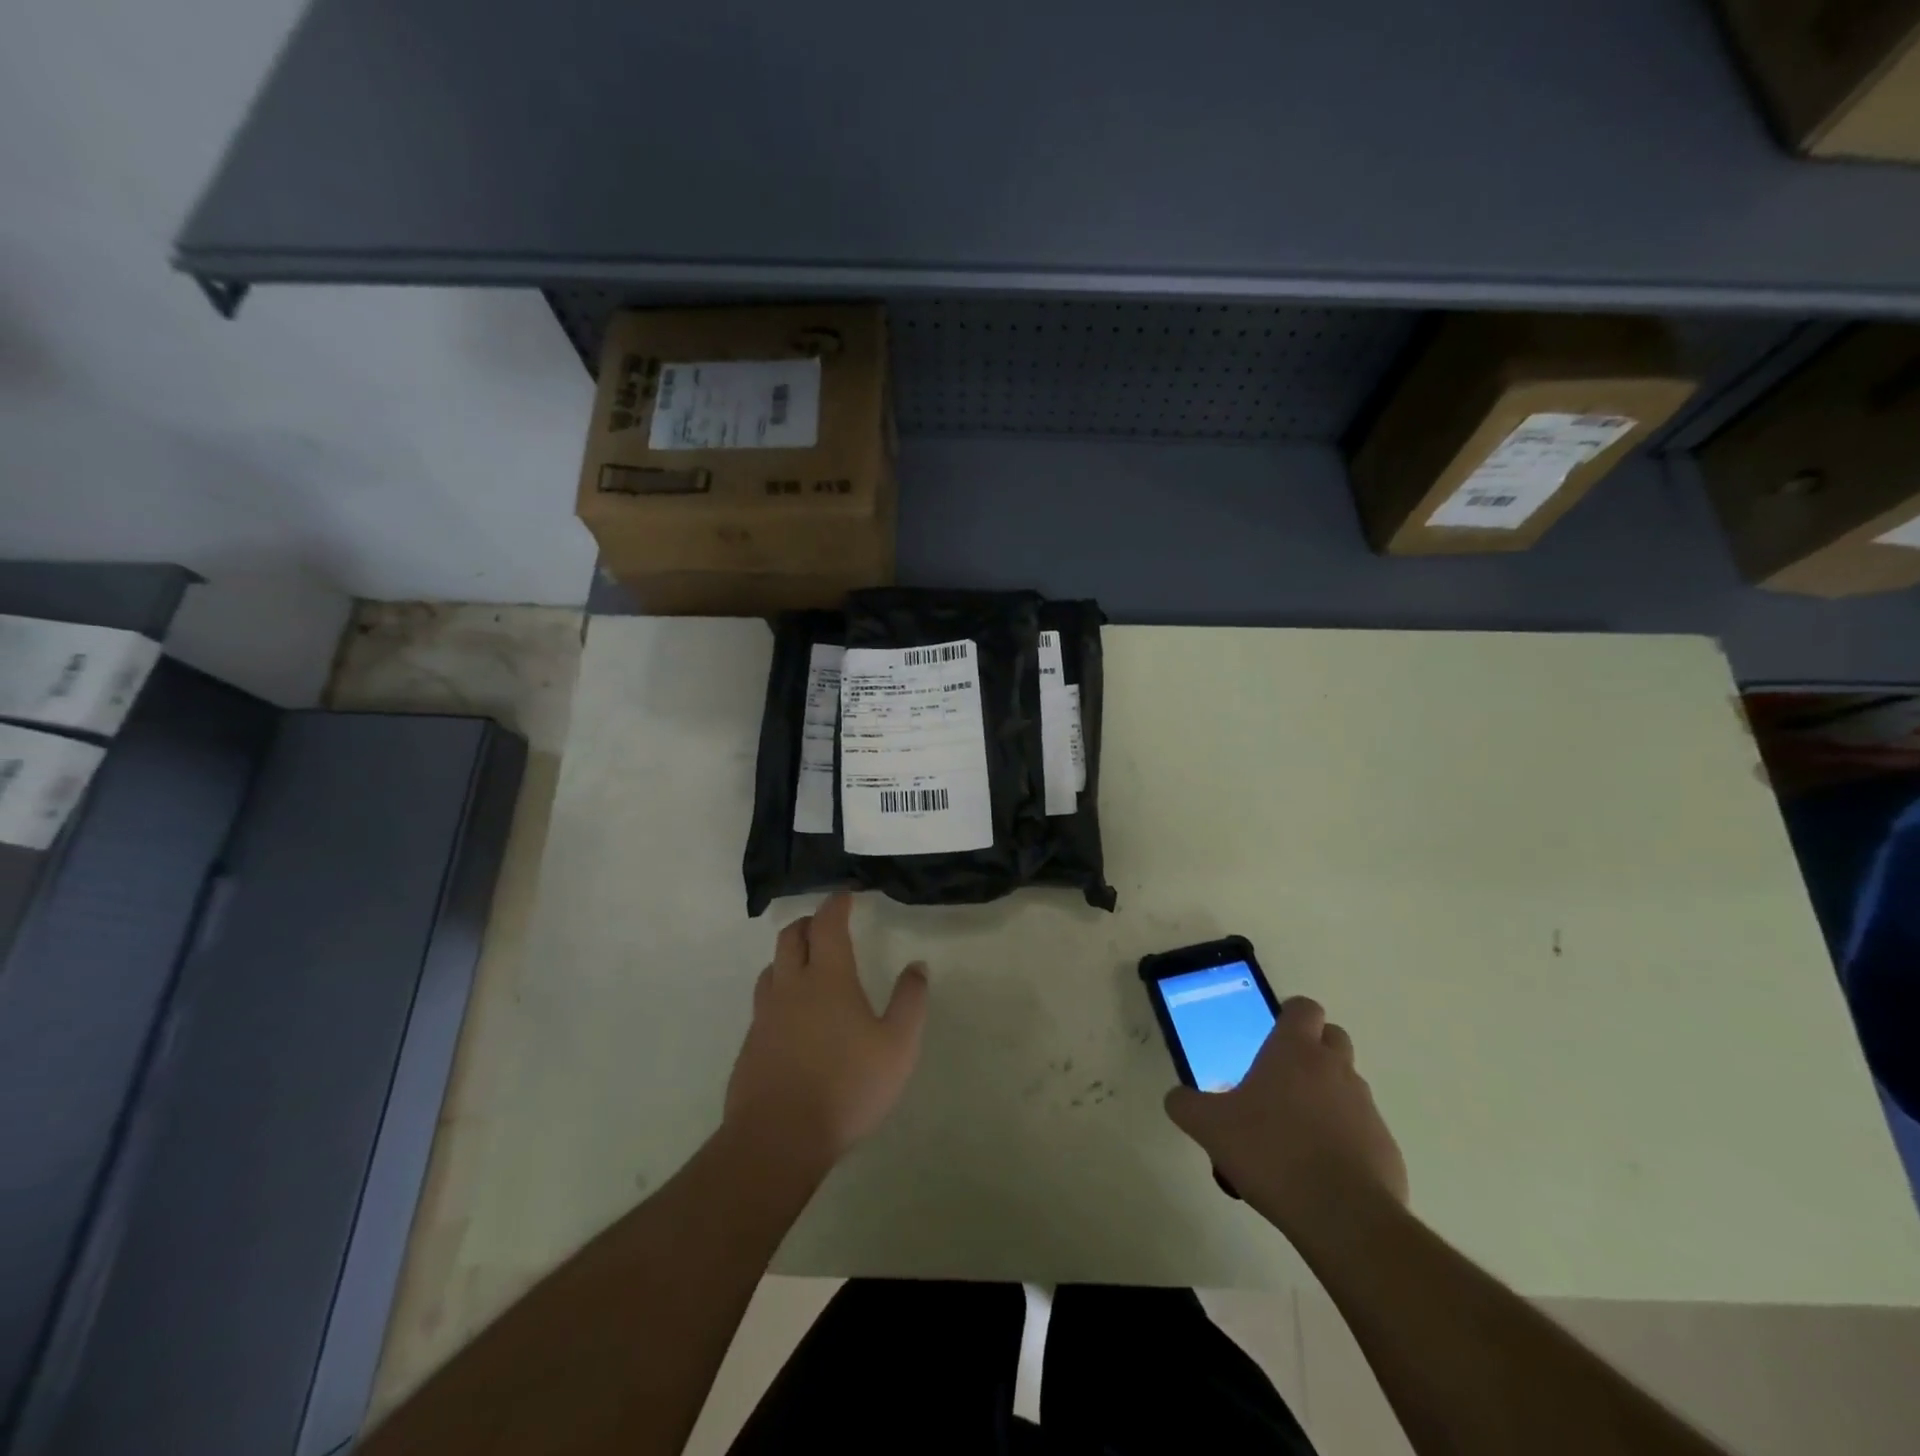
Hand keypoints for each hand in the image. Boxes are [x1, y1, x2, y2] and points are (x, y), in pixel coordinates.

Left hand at [725, 892, 928, 1172]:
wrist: (778, 1138)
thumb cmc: (846, 1087)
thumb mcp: (898, 1046)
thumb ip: (910, 1002)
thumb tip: (917, 966)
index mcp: (828, 978)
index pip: (828, 924)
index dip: (836, 904)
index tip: (845, 895)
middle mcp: (791, 986)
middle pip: (791, 936)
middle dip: (809, 922)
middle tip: (826, 924)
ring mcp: (765, 1015)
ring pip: (772, 967)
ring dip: (789, 954)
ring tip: (807, 963)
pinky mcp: (750, 1044)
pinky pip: (764, 1002)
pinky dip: (779, 990)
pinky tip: (792, 1015)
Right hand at [1164, 997, 1406, 1237]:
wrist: (1343, 1217)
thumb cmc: (1271, 1152)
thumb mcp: (1209, 1127)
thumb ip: (1186, 1105)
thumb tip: (1177, 1098)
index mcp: (1295, 1051)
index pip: (1304, 1008)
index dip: (1289, 1016)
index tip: (1272, 1035)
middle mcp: (1335, 1069)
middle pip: (1333, 1037)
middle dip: (1313, 1049)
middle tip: (1283, 1078)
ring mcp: (1366, 1107)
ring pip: (1348, 1084)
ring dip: (1328, 1094)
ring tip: (1297, 1129)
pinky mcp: (1386, 1147)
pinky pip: (1363, 1129)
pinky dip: (1346, 1137)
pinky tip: (1321, 1167)